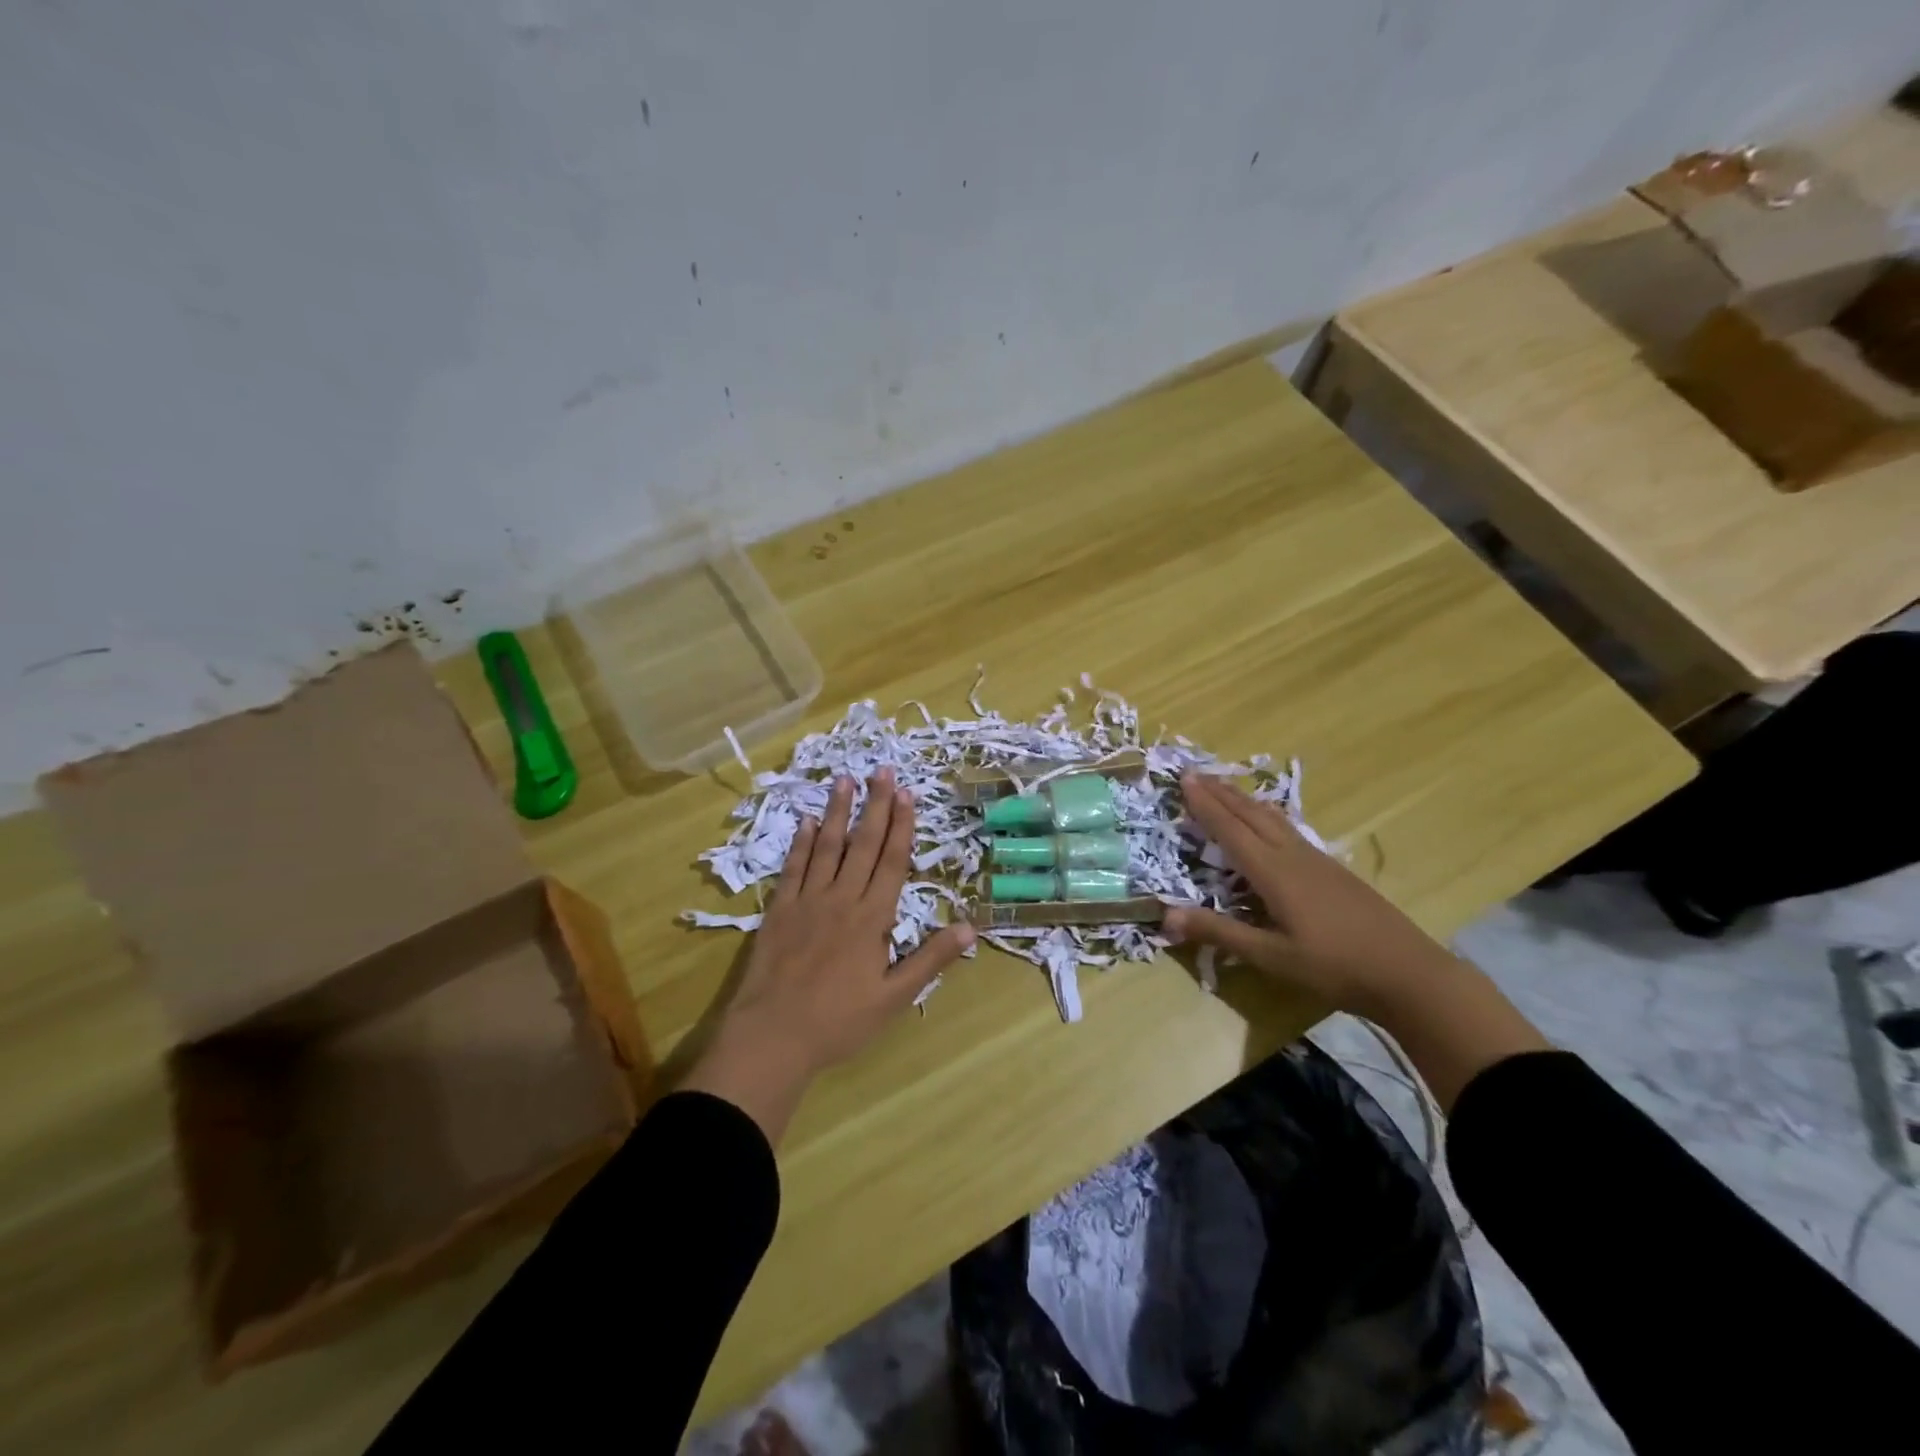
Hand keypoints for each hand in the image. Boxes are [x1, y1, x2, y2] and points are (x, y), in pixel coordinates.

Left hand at [681, 770, 974, 1143]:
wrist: (773, 1037)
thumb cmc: (839, 1022)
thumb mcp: (895, 998)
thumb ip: (931, 958)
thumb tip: (972, 927)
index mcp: (872, 918)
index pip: (892, 862)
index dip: (902, 826)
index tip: (908, 794)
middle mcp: (842, 899)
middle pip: (863, 845)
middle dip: (876, 806)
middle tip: (883, 770)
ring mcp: (807, 901)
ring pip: (827, 847)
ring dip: (837, 813)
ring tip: (844, 780)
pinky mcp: (779, 910)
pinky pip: (793, 868)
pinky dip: (800, 843)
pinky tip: (806, 821)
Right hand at [1162, 772, 1458, 1017]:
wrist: (1408, 972)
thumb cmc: (1334, 966)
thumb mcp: (1271, 956)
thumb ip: (1220, 932)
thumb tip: (1166, 915)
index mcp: (1274, 872)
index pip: (1231, 830)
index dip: (1205, 805)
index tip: (1185, 779)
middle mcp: (1293, 856)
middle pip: (1251, 815)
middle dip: (1221, 793)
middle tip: (1195, 772)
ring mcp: (1316, 860)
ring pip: (1272, 818)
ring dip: (1244, 800)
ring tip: (1225, 786)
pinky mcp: (1331, 869)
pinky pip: (1289, 829)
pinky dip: (1267, 815)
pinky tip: (1270, 820)